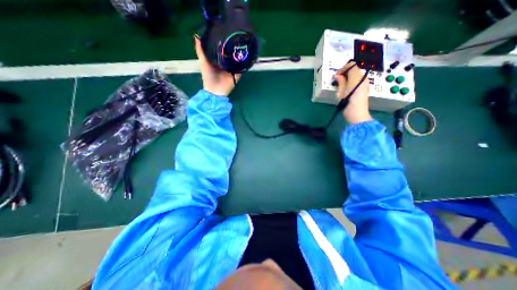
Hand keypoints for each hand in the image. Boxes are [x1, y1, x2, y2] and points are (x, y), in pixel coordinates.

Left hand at [195, 35, 240, 95]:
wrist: (215, 91)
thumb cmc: (208, 77)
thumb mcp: (203, 62)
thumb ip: (200, 51)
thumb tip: (196, 35)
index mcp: (218, 59)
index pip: (223, 48)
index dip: (224, 40)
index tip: (226, 30)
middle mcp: (226, 63)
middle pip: (231, 53)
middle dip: (233, 46)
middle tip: (237, 34)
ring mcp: (233, 68)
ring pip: (237, 59)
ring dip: (240, 53)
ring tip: (243, 43)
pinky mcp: (237, 74)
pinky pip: (242, 67)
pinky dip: (244, 63)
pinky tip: (247, 55)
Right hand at [336, 62, 371, 124]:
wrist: (357, 114)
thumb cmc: (347, 103)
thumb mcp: (341, 92)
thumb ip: (341, 81)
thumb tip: (338, 75)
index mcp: (356, 78)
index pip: (351, 65)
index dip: (343, 68)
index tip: (336, 75)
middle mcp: (363, 78)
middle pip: (355, 69)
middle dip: (346, 72)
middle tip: (338, 79)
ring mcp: (365, 83)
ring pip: (357, 74)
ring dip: (349, 76)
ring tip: (341, 83)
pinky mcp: (365, 88)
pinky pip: (359, 79)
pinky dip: (352, 80)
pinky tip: (347, 87)